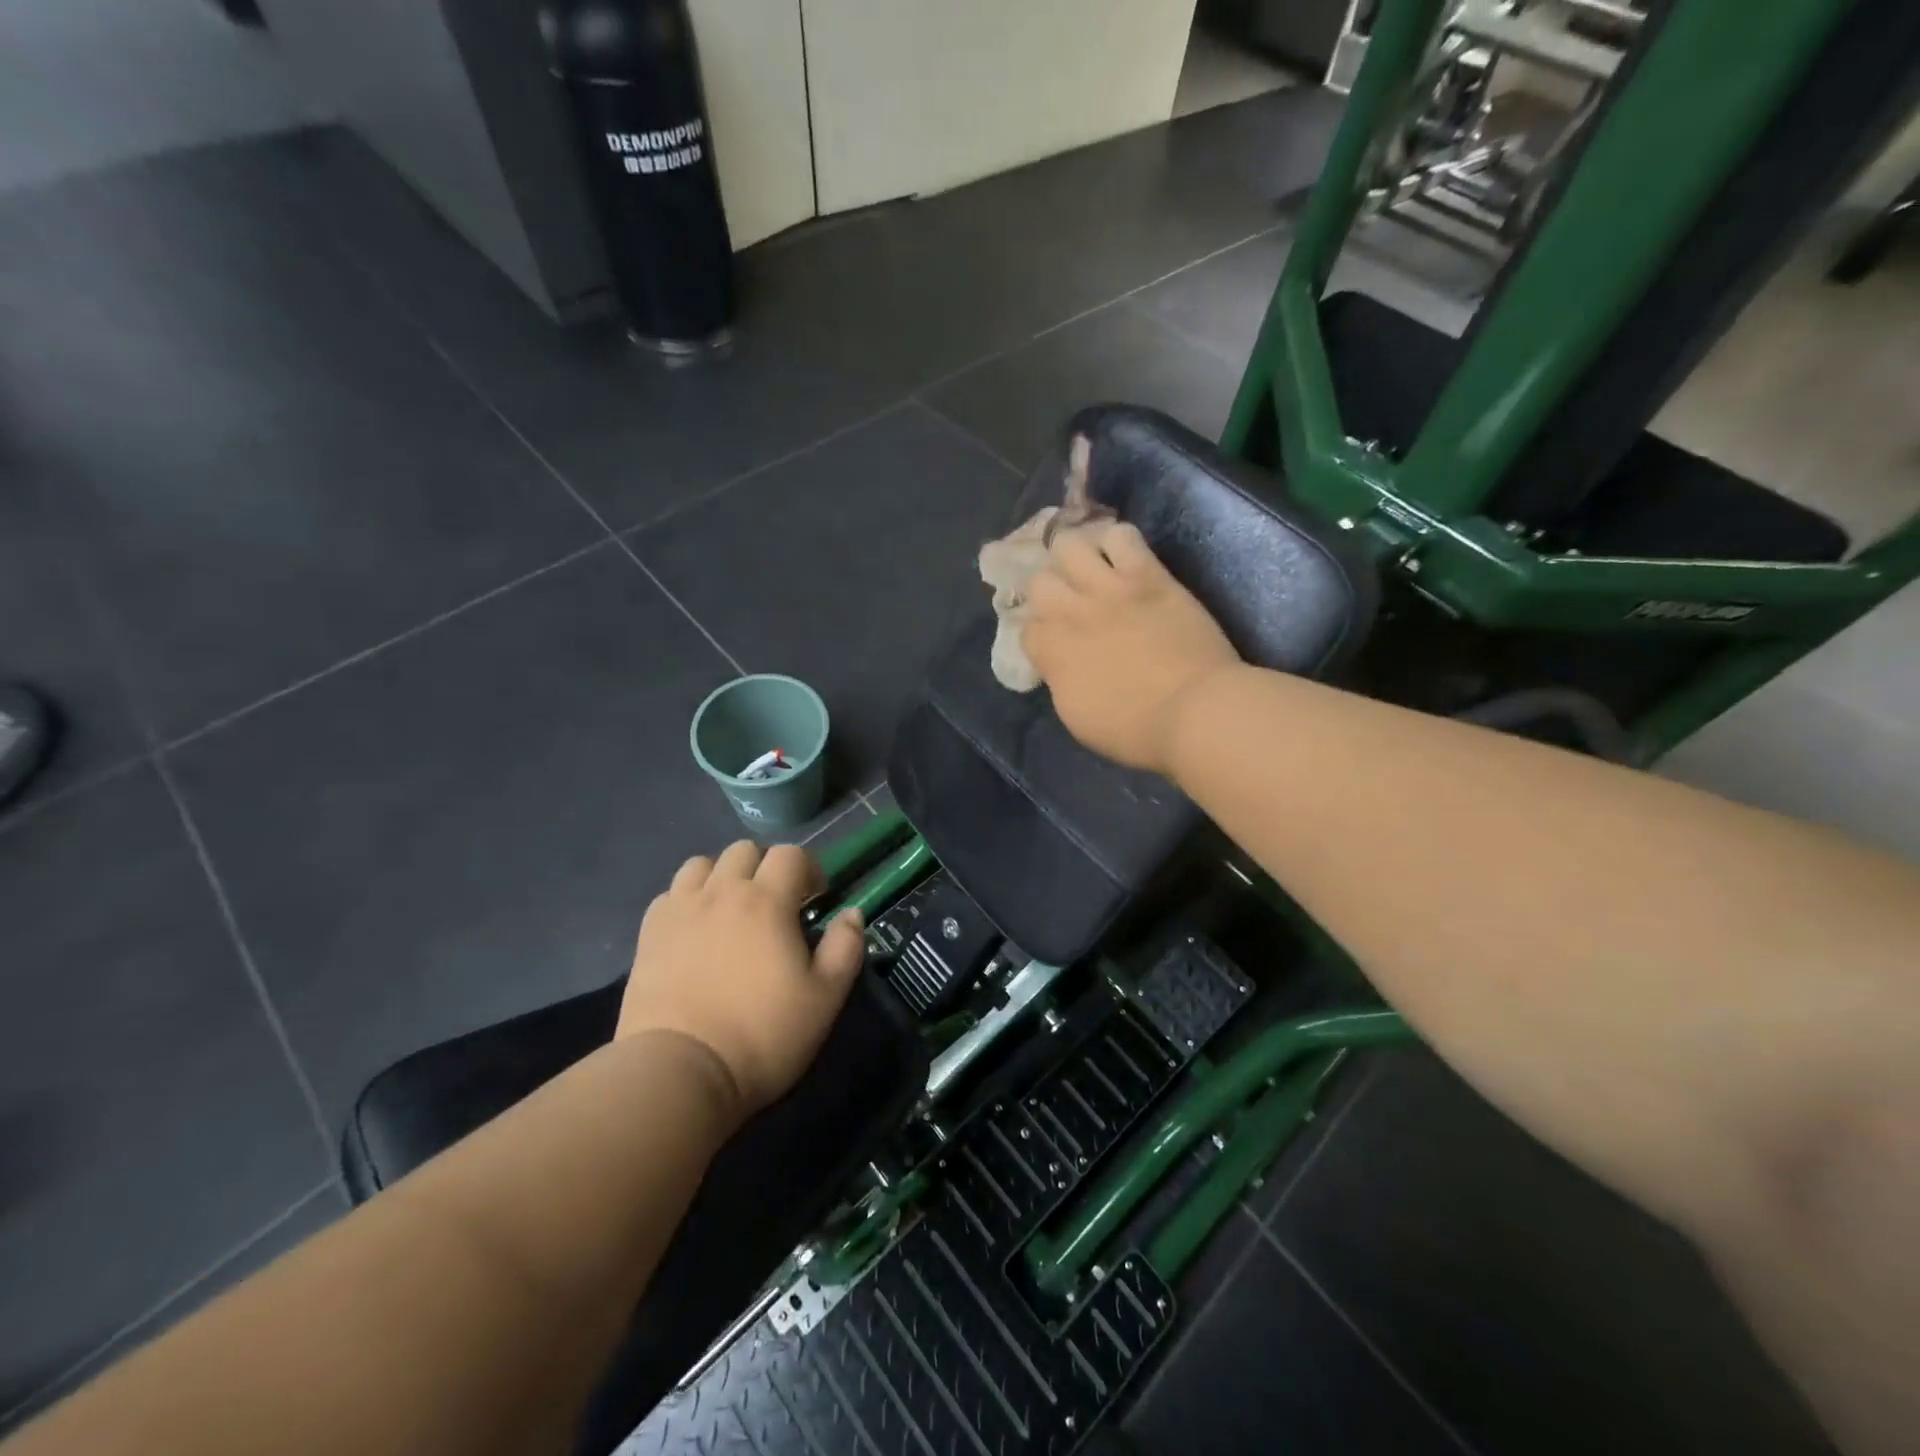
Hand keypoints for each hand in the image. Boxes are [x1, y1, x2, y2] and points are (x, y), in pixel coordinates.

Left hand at [618, 841, 865, 1121]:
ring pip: (702, 865)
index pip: (790, 854)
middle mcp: (722, 891)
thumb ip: (845, 948)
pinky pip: (670, 894)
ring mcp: (680, 910)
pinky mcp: (648, 934)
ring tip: (730, 911)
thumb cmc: (763, 1034)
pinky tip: (695, 930)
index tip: (814, 899)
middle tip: (774, 905)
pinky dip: (687, 900)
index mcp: (767, 900)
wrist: (679, 1071)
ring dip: (722, 876)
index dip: (808, 869)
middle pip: (744, 850)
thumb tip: (852, 914)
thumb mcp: (825, 997)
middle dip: (765, 867)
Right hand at [1021, 522, 1240, 774]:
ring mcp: (1109, 588)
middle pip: (1039, 581)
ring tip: (1090, 570)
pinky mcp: (1148, 575)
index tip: (1053, 645)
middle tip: (1067, 602)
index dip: (1039, 636)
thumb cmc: (1135, 730)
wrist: (1194, 712)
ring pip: (1070, 545)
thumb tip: (1061, 663)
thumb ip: (1061, 679)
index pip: (1026, 629)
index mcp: (1051, 652)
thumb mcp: (1078, 717)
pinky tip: (1124, 557)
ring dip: (1075, 558)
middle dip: (1048, 592)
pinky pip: (1122, 535)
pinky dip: (1117, 542)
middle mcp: (1071, 612)